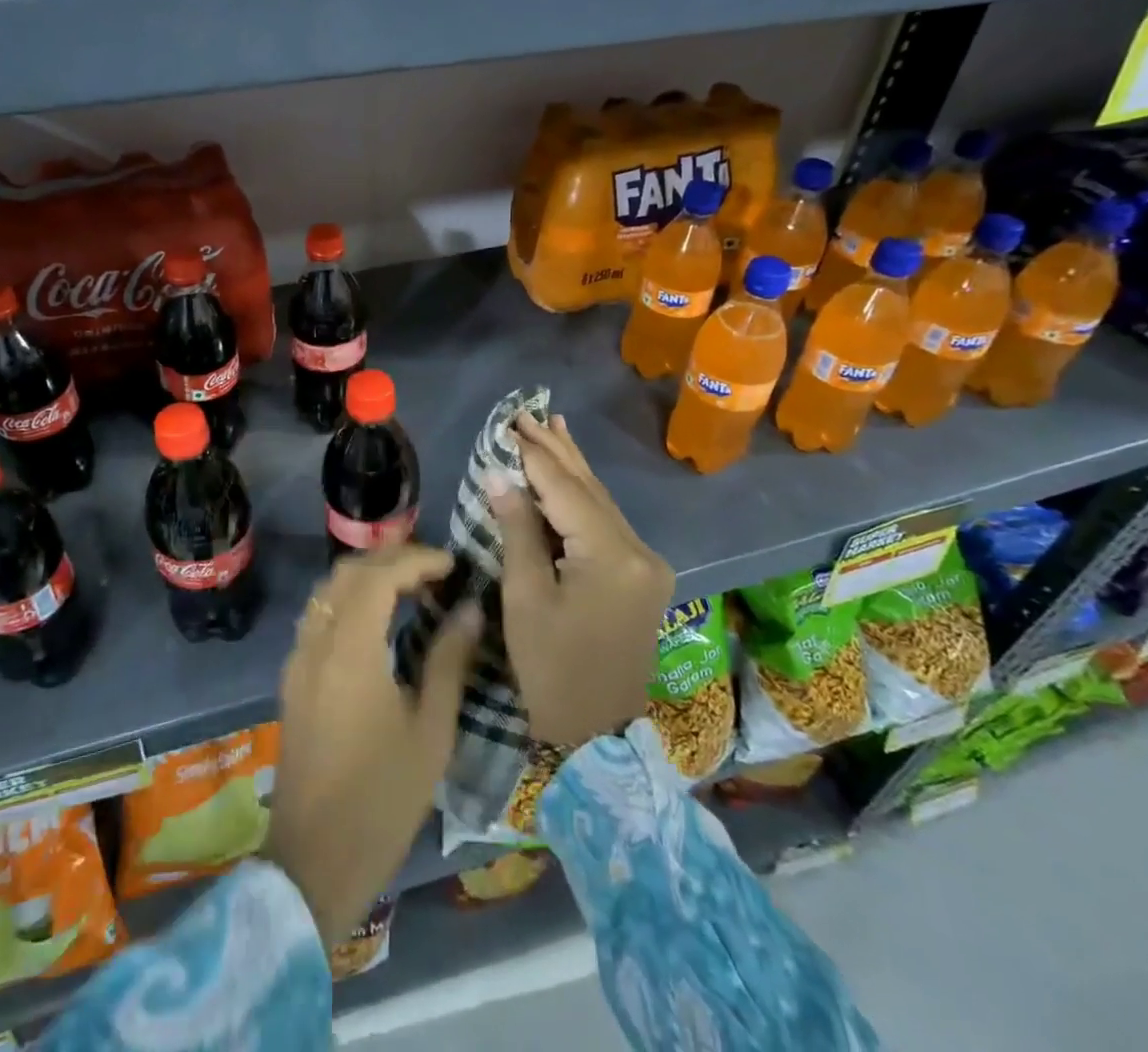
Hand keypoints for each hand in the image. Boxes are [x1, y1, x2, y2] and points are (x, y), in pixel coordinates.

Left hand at [263, 545, 481, 945]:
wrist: (314, 861)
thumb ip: (449, 660)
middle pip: (348, 572)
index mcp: (350, 649)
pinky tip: (376, 619)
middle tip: (434, 568)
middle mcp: (316, 642)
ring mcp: (298, 659)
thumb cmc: (383, 799)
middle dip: (391, 558)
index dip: (416, 559)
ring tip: (410, 586)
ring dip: (367, 575)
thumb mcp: (431, 731)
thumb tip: (469, 609)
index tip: (452, 563)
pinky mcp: (292, 679)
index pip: (379, 574)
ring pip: (328, 590)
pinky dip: (348, 599)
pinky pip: (318, 615)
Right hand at [490, 413, 672, 746]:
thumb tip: (501, 475)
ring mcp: (647, 562)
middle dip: (556, 449)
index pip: (565, 489)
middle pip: (589, 488)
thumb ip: (518, 530)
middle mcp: (640, 550)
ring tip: (552, 426)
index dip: (534, 455)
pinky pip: (607, 522)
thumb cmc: (551, 669)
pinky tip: (571, 472)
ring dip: (571, 466)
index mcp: (612, 556)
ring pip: (601, 502)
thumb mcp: (525, 598)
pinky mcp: (643, 575)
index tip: (509, 423)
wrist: (597, 734)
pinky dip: (582, 496)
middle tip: (527, 413)